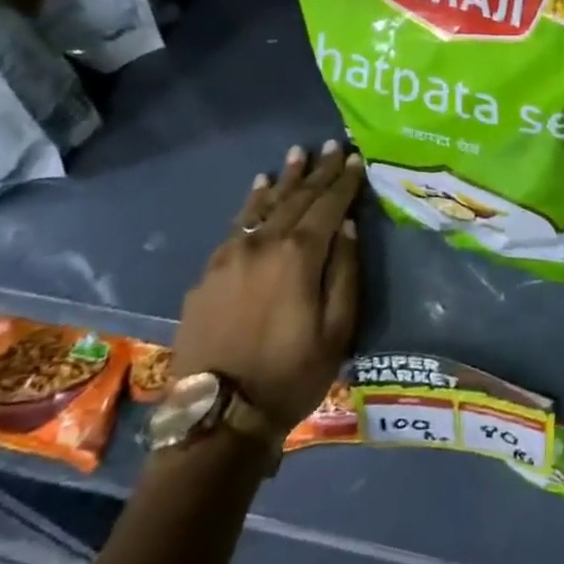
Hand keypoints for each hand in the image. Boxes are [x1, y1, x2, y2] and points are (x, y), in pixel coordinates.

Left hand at [171, 140, 363, 435]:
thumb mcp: (337, 328)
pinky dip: (251, 202)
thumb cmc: (291, 374)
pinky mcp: (208, 273)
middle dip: (317, 171)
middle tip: (331, 145)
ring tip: (297, 154)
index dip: (344, 181)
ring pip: (264, 205)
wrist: (217, 418)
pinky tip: (259, 187)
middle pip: (297, 198)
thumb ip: (345, 271)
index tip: (355, 158)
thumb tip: (346, 227)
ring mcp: (231, 256)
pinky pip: (236, 224)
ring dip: (284, 178)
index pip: (328, 205)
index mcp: (300, 255)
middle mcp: (264, 244)